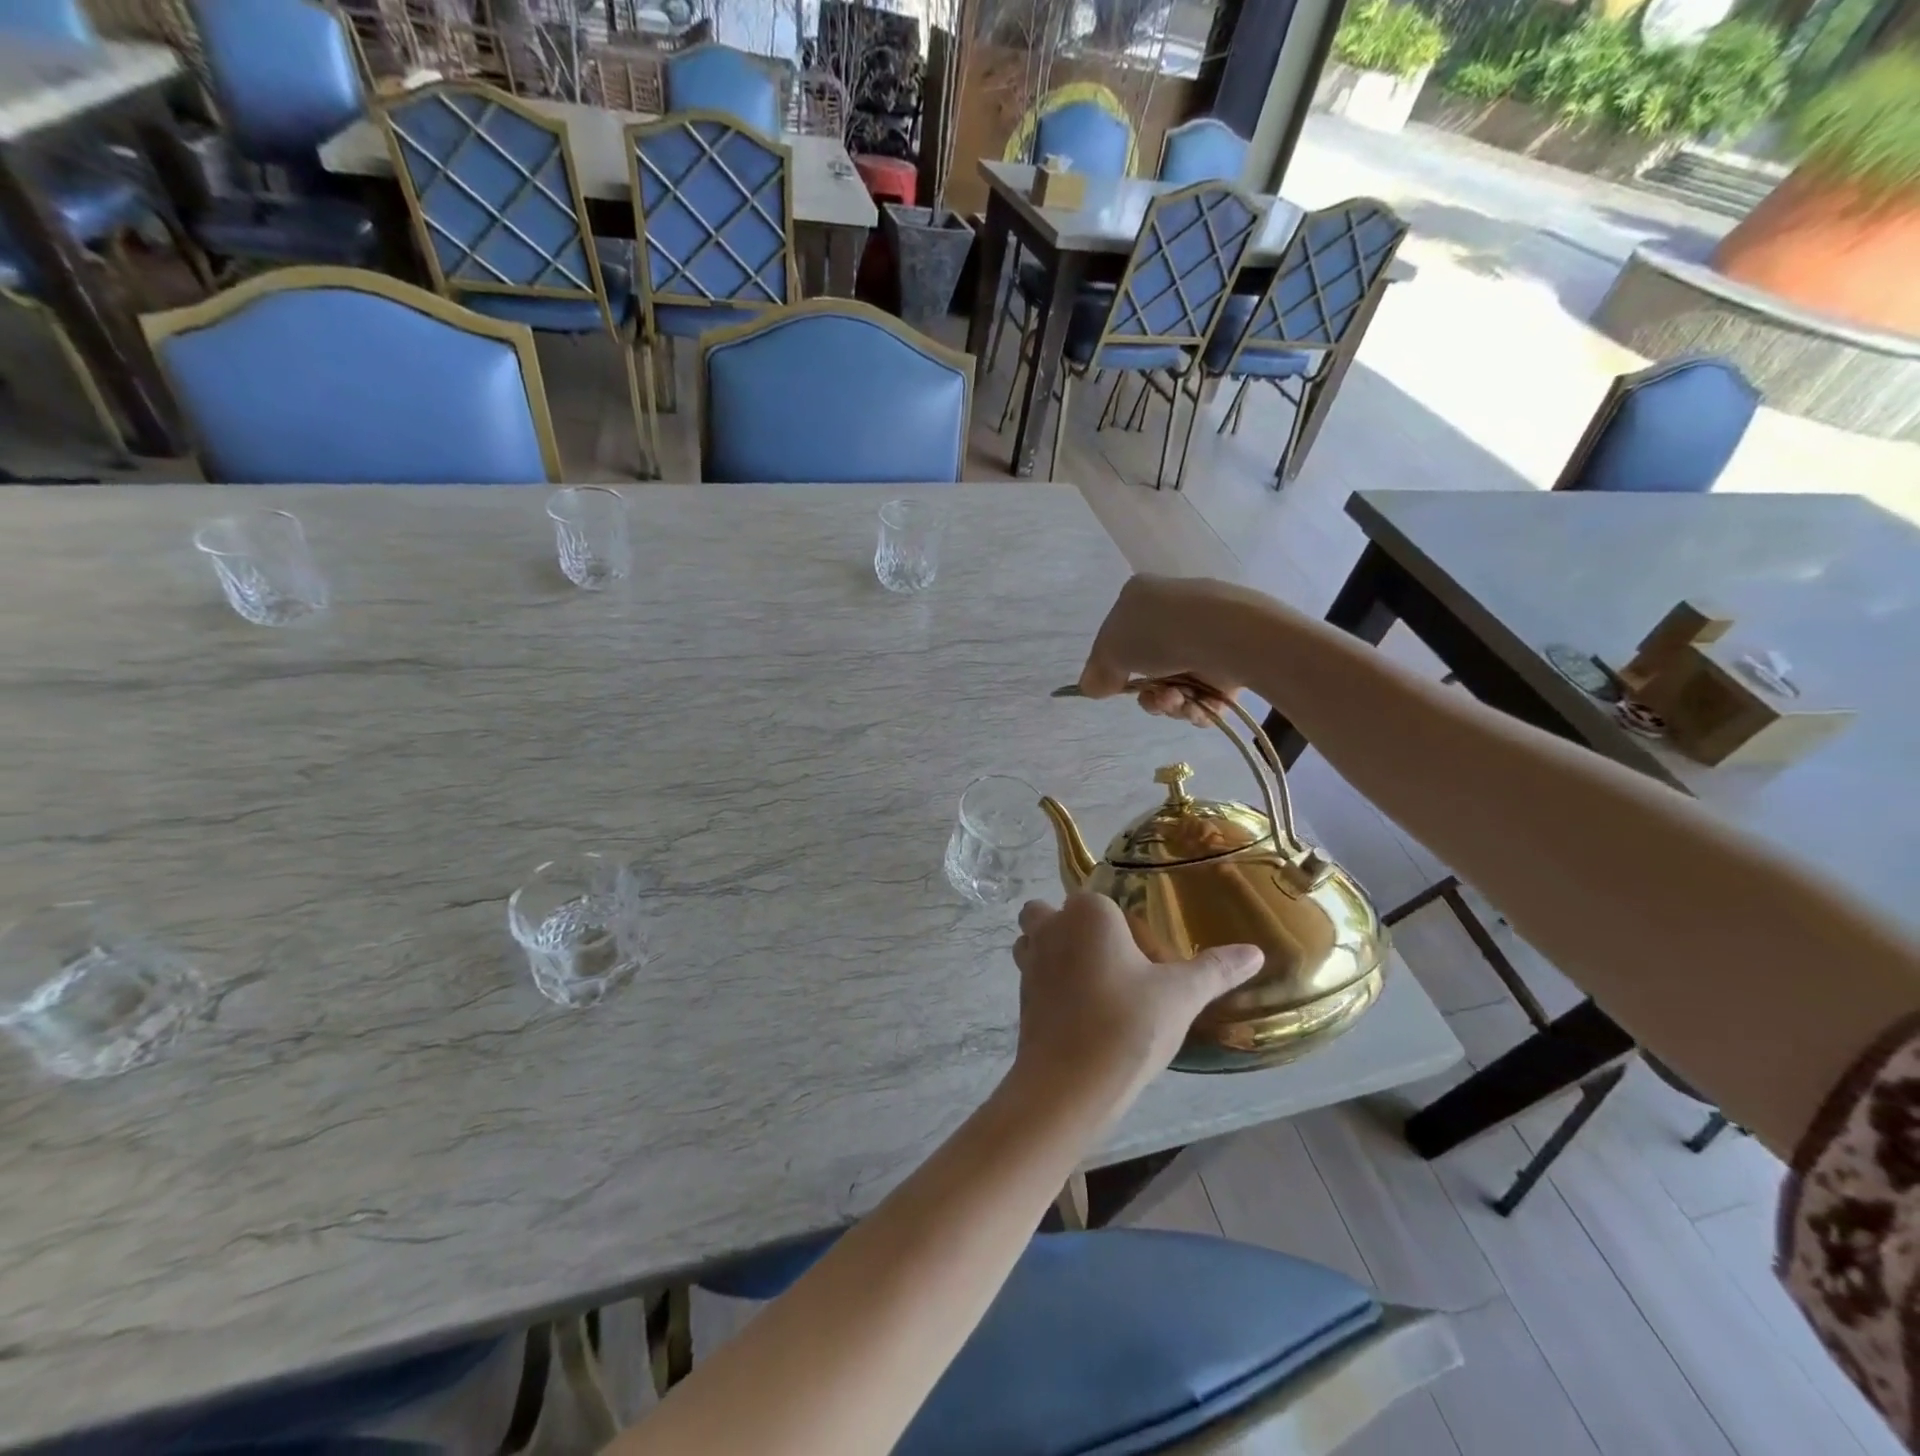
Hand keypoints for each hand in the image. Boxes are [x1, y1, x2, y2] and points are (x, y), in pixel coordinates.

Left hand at [1009, 894, 1262, 1114]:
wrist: (1069, 1085)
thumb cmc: (1127, 1025)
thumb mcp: (1181, 996)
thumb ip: (1215, 970)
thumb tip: (1256, 952)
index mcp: (1088, 913)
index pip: (1101, 901)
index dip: (1120, 925)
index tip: (1145, 958)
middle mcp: (1051, 928)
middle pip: (1051, 911)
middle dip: (1071, 926)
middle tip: (1111, 960)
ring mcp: (1030, 962)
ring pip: (1033, 941)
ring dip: (1053, 951)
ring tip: (1093, 984)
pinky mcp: (1021, 997)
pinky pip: (1034, 976)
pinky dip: (1050, 985)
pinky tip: (1082, 1012)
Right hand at [1079, 576, 1246, 727]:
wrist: (1227, 635)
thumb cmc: (1159, 633)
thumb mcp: (1112, 650)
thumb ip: (1097, 671)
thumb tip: (1091, 686)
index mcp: (1142, 597)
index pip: (1118, 635)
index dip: (1112, 666)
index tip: (1112, 686)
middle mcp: (1173, 612)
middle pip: (1148, 666)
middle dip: (1148, 693)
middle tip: (1153, 700)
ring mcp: (1205, 635)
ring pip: (1177, 683)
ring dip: (1171, 703)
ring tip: (1179, 702)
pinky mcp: (1232, 659)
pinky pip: (1206, 692)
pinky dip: (1198, 706)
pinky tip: (1198, 707)